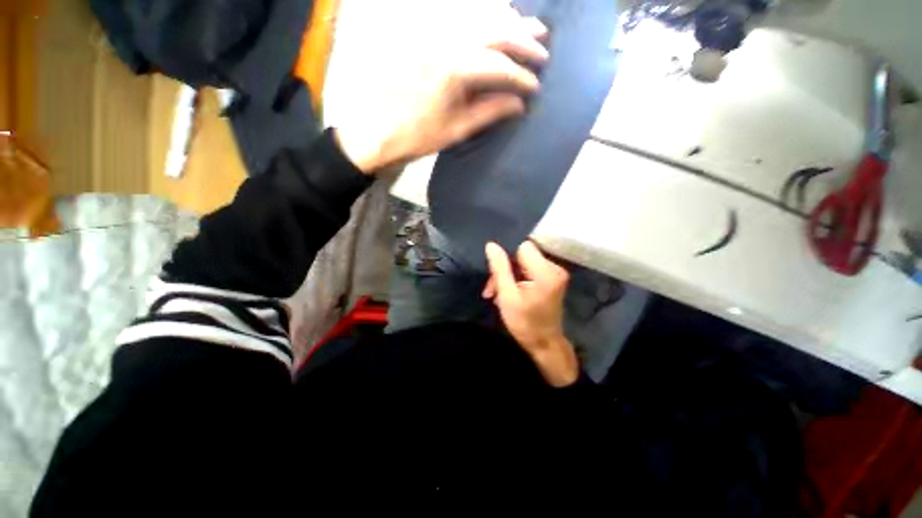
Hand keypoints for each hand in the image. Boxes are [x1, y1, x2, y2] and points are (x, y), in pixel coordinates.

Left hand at [335, 11, 548, 173]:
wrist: (376, 130)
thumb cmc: (417, 136)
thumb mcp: (456, 130)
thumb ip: (489, 112)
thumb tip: (519, 104)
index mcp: (456, 69)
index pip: (500, 66)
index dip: (522, 77)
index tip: (536, 87)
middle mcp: (447, 41)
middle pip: (494, 30)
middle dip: (523, 40)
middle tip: (543, 48)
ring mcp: (433, 33)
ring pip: (479, 16)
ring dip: (507, 21)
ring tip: (529, 27)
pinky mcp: (424, 35)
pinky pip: (459, 16)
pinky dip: (482, 16)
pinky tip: (494, 19)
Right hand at [483, 241, 577, 386]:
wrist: (545, 344)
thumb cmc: (525, 323)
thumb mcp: (507, 296)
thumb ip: (499, 268)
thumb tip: (491, 245)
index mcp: (545, 272)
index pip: (523, 247)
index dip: (507, 256)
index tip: (495, 273)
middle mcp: (555, 268)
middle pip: (523, 255)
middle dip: (505, 269)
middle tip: (491, 289)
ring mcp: (555, 273)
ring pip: (524, 263)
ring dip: (508, 275)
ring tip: (496, 294)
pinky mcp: (552, 279)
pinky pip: (529, 270)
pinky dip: (516, 279)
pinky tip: (507, 292)